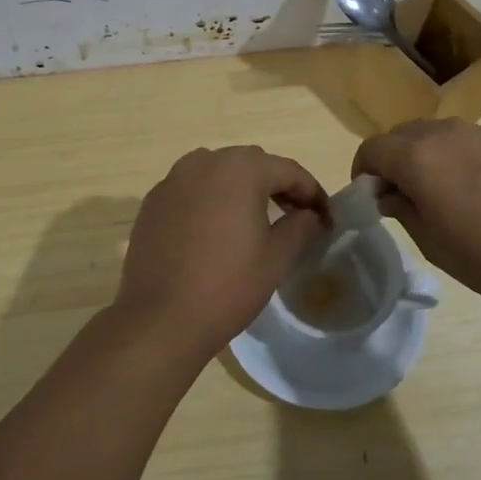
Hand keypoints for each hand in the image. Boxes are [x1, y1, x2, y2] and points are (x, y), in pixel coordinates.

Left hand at [114, 146, 330, 365]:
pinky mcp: (154, 201)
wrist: (161, 318)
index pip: (288, 171)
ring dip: (242, 188)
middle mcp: (204, 161)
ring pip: (219, 172)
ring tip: (257, 217)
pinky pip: (192, 189)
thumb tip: (309, 213)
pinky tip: (217, 229)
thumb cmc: (228, 285)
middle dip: (277, 185)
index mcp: (240, 168)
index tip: (326, 216)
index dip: (312, 192)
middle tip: (297, 213)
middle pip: (252, 164)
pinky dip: (211, 199)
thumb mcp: (277, 257)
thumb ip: (300, 225)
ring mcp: (173, 179)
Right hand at [351, 119, 480, 318]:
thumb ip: (402, 208)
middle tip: (401, 196)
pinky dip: (453, 155)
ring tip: (438, 192)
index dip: (363, 172)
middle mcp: (444, 132)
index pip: (372, 149)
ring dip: (423, 155)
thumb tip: (389, 193)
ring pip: (433, 133)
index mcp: (417, 156)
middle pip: (401, 135)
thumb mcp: (432, 242)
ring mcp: (478, 131)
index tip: (371, 198)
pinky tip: (474, 189)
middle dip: (392, 160)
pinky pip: (464, 139)